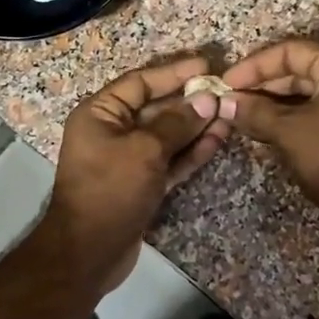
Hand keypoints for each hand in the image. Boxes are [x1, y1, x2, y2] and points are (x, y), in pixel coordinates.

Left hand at [39, 56, 234, 292]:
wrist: (89, 252)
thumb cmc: (110, 189)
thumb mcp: (144, 150)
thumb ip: (176, 124)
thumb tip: (206, 101)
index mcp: (99, 114)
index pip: (140, 83)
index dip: (173, 74)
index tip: (205, 67)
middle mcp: (111, 132)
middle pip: (155, 109)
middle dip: (190, 102)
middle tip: (225, 93)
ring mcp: (127, 160)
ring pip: (166, 136)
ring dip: (196, 127)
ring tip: (229, 115)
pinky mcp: (142, 184)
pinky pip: (169, 160)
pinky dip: (191, 152)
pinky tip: (217, 139)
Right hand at [223, 39, 318, 220]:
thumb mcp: (289, 132)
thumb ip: (255, 112)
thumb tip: (224, 103)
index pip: (291, 52)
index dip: (254, 66)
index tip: (226, 83)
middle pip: (299, 70)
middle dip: (262, 86)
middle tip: (230, 101)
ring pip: (306, 93)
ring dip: (273, 104)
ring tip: (241, 116)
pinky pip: (317, 110)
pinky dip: (290, 117)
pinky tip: (263, 129)